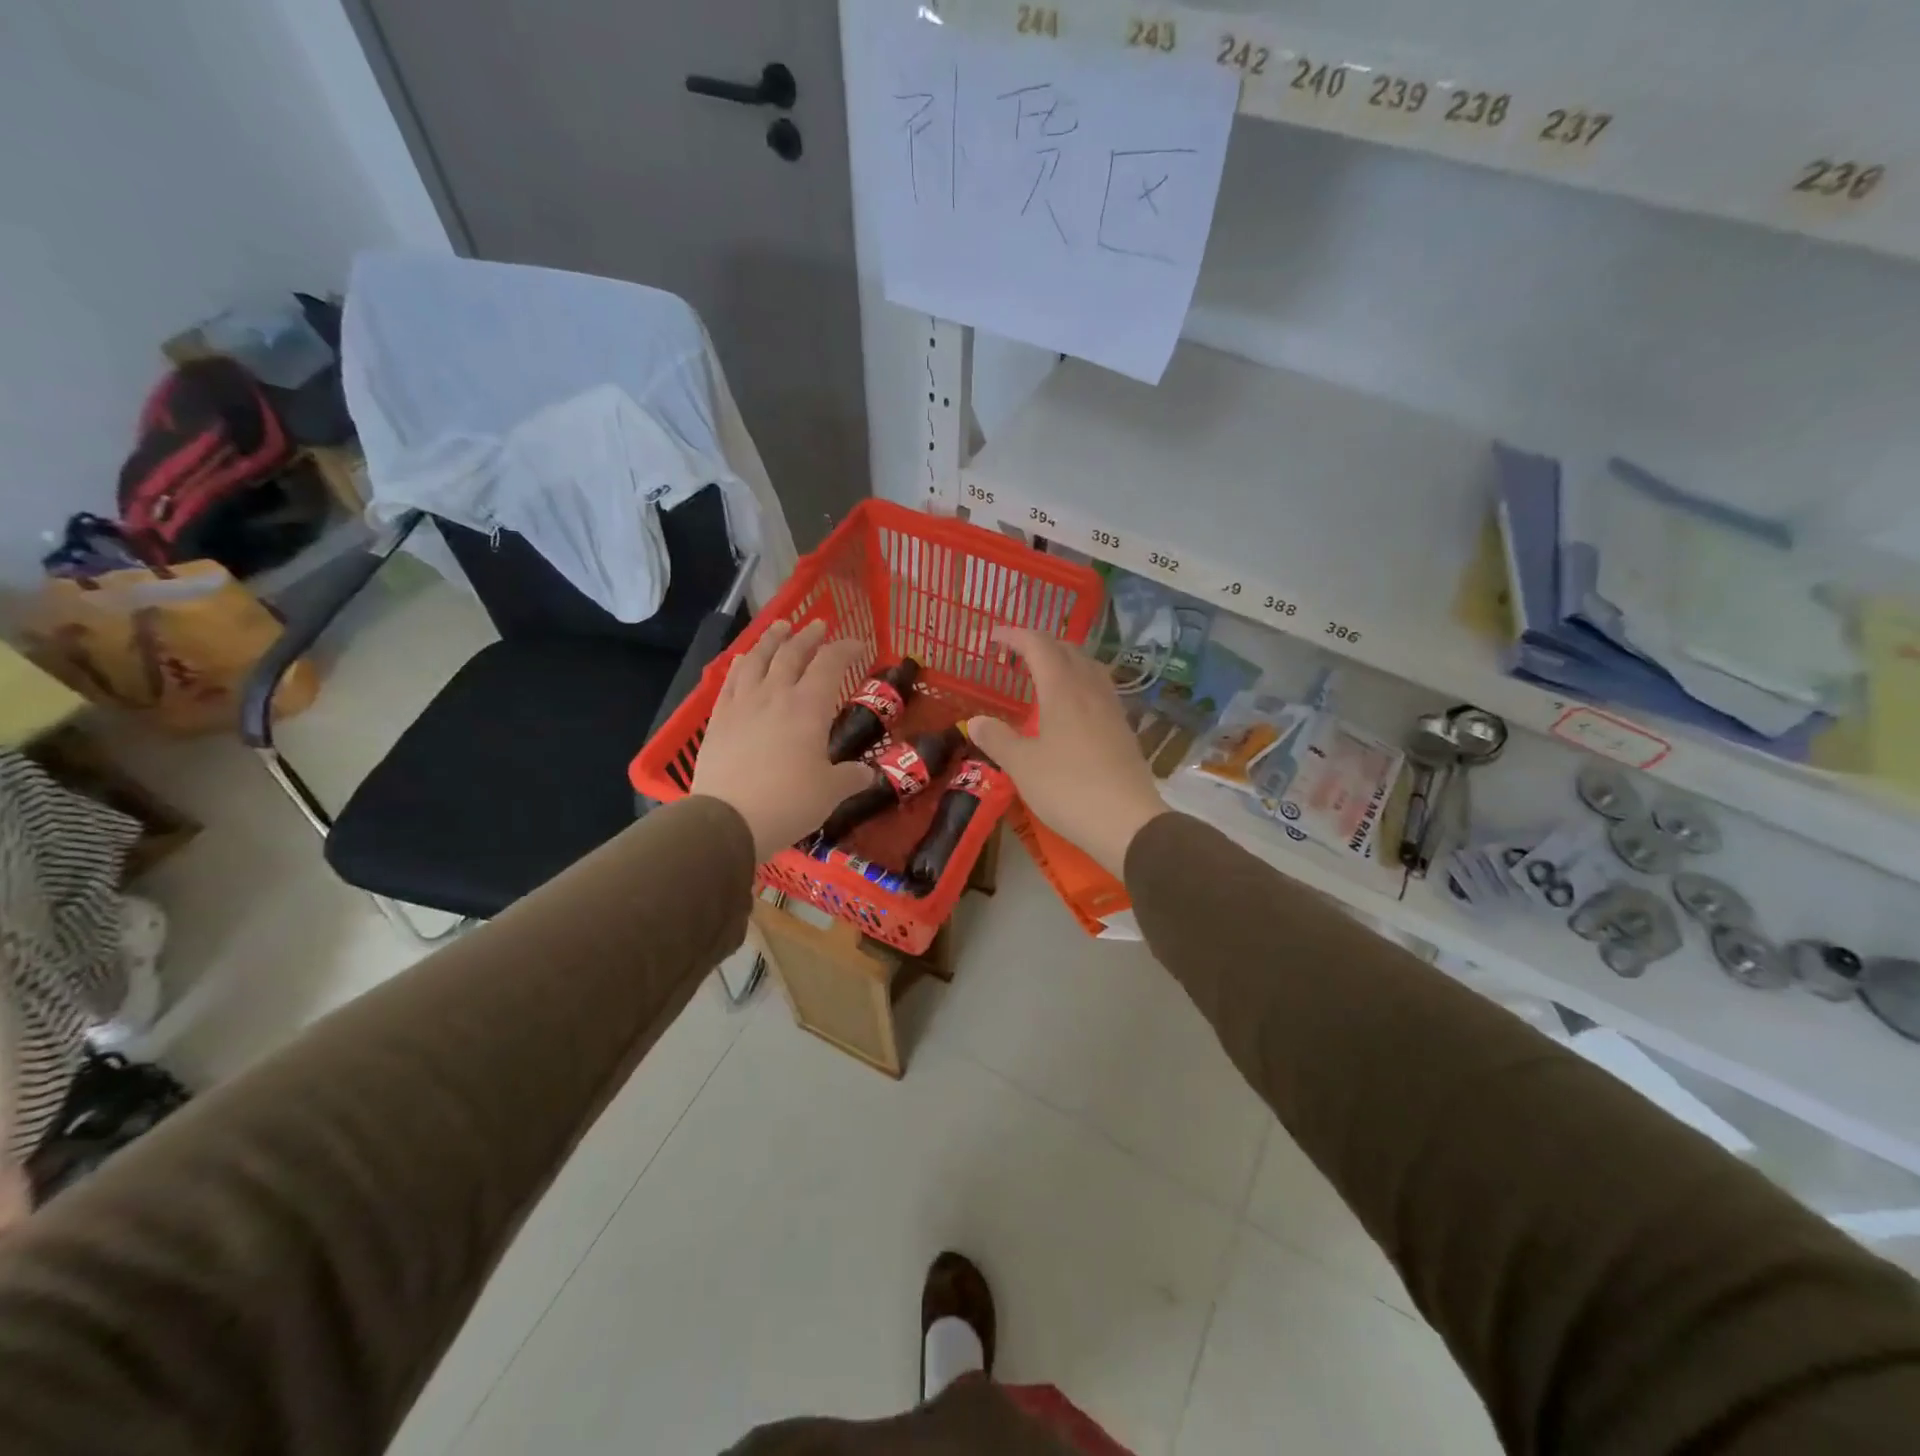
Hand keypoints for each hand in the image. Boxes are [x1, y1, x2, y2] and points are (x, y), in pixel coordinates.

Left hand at [692, 620, 876, 859]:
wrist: (728, 820)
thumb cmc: (789, 803)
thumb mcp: (830, 793)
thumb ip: (851, 778)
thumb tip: (868, 774)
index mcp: (809, 707)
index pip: (830, 664)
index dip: (846, 649)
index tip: (858, 645)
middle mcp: (775, 694)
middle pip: (792, 653)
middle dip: (809, 636)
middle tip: (819, 625)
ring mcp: (743, 703)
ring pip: (758, 659)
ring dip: (772, 639)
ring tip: (781, 627)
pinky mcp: (719, 718)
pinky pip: (731, 680)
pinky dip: (741, 664)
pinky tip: (744, 659)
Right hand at [966, 627, 1167, 876]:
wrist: (1127, 823)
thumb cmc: (1068, 789)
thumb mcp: (1022, 766)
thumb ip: (997, 739)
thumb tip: (975, 721)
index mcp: (1062, 690)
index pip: (1038, 645)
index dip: (1014, 636)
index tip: (992, 638)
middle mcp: (1090, 690)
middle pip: (1067, 650)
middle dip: (1039, 644)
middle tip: (1015, 655)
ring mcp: (1111, 709)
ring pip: (1088, 667)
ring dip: (1064, 661)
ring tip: (1044, 674)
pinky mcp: (1123, 729)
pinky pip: (1099, 689)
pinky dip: (1080, 683)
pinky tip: (1072, 707)